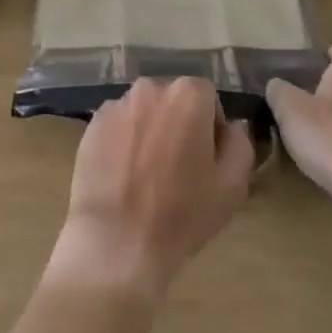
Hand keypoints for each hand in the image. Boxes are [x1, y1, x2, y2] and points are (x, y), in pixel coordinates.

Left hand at [47, 78, 254, 304]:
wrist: (117, 243)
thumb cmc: (182, 214)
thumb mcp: (233, 185)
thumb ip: (240, 144)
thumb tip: (232, 126)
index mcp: (188, 95)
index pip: (207, 97)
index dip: (211, 127)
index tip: (206, 159)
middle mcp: (150, 89)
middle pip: (173, 100)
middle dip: (179, 124)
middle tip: (179, 166)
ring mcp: (116, 105)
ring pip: (144, 111)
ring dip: (151, 130)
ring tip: (148, 173)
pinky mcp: (91, 126)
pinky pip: (118, 126)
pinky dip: (124, 141)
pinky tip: (124, 176)